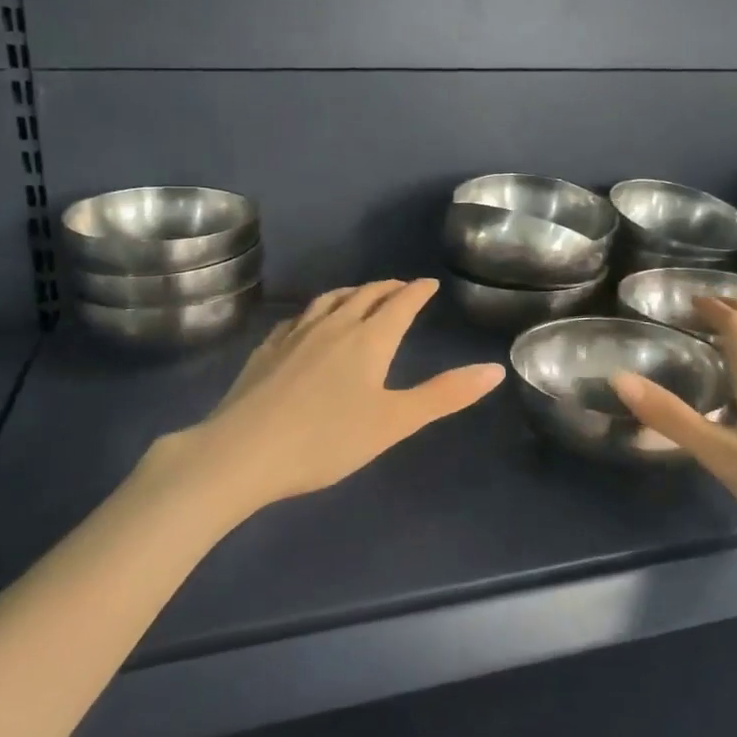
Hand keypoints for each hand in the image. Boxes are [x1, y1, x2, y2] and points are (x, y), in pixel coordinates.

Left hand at [145, 279, 504, 515]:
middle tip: (401, 287)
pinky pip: (299, 317)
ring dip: (352, 292)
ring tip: (361, 294)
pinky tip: (309, 322)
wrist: (242, 452)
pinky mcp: (267, 349)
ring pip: (330, 300)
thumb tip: (495, 369)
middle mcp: (333, 325)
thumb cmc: (326, 439)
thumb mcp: (394, 422)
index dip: (417, 291)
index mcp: (369, 339)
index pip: (400, 303)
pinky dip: (316, 311)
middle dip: (388, 288)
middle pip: (365, 295)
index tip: (429, 283)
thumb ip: (445, 395)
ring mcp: (295, 334)